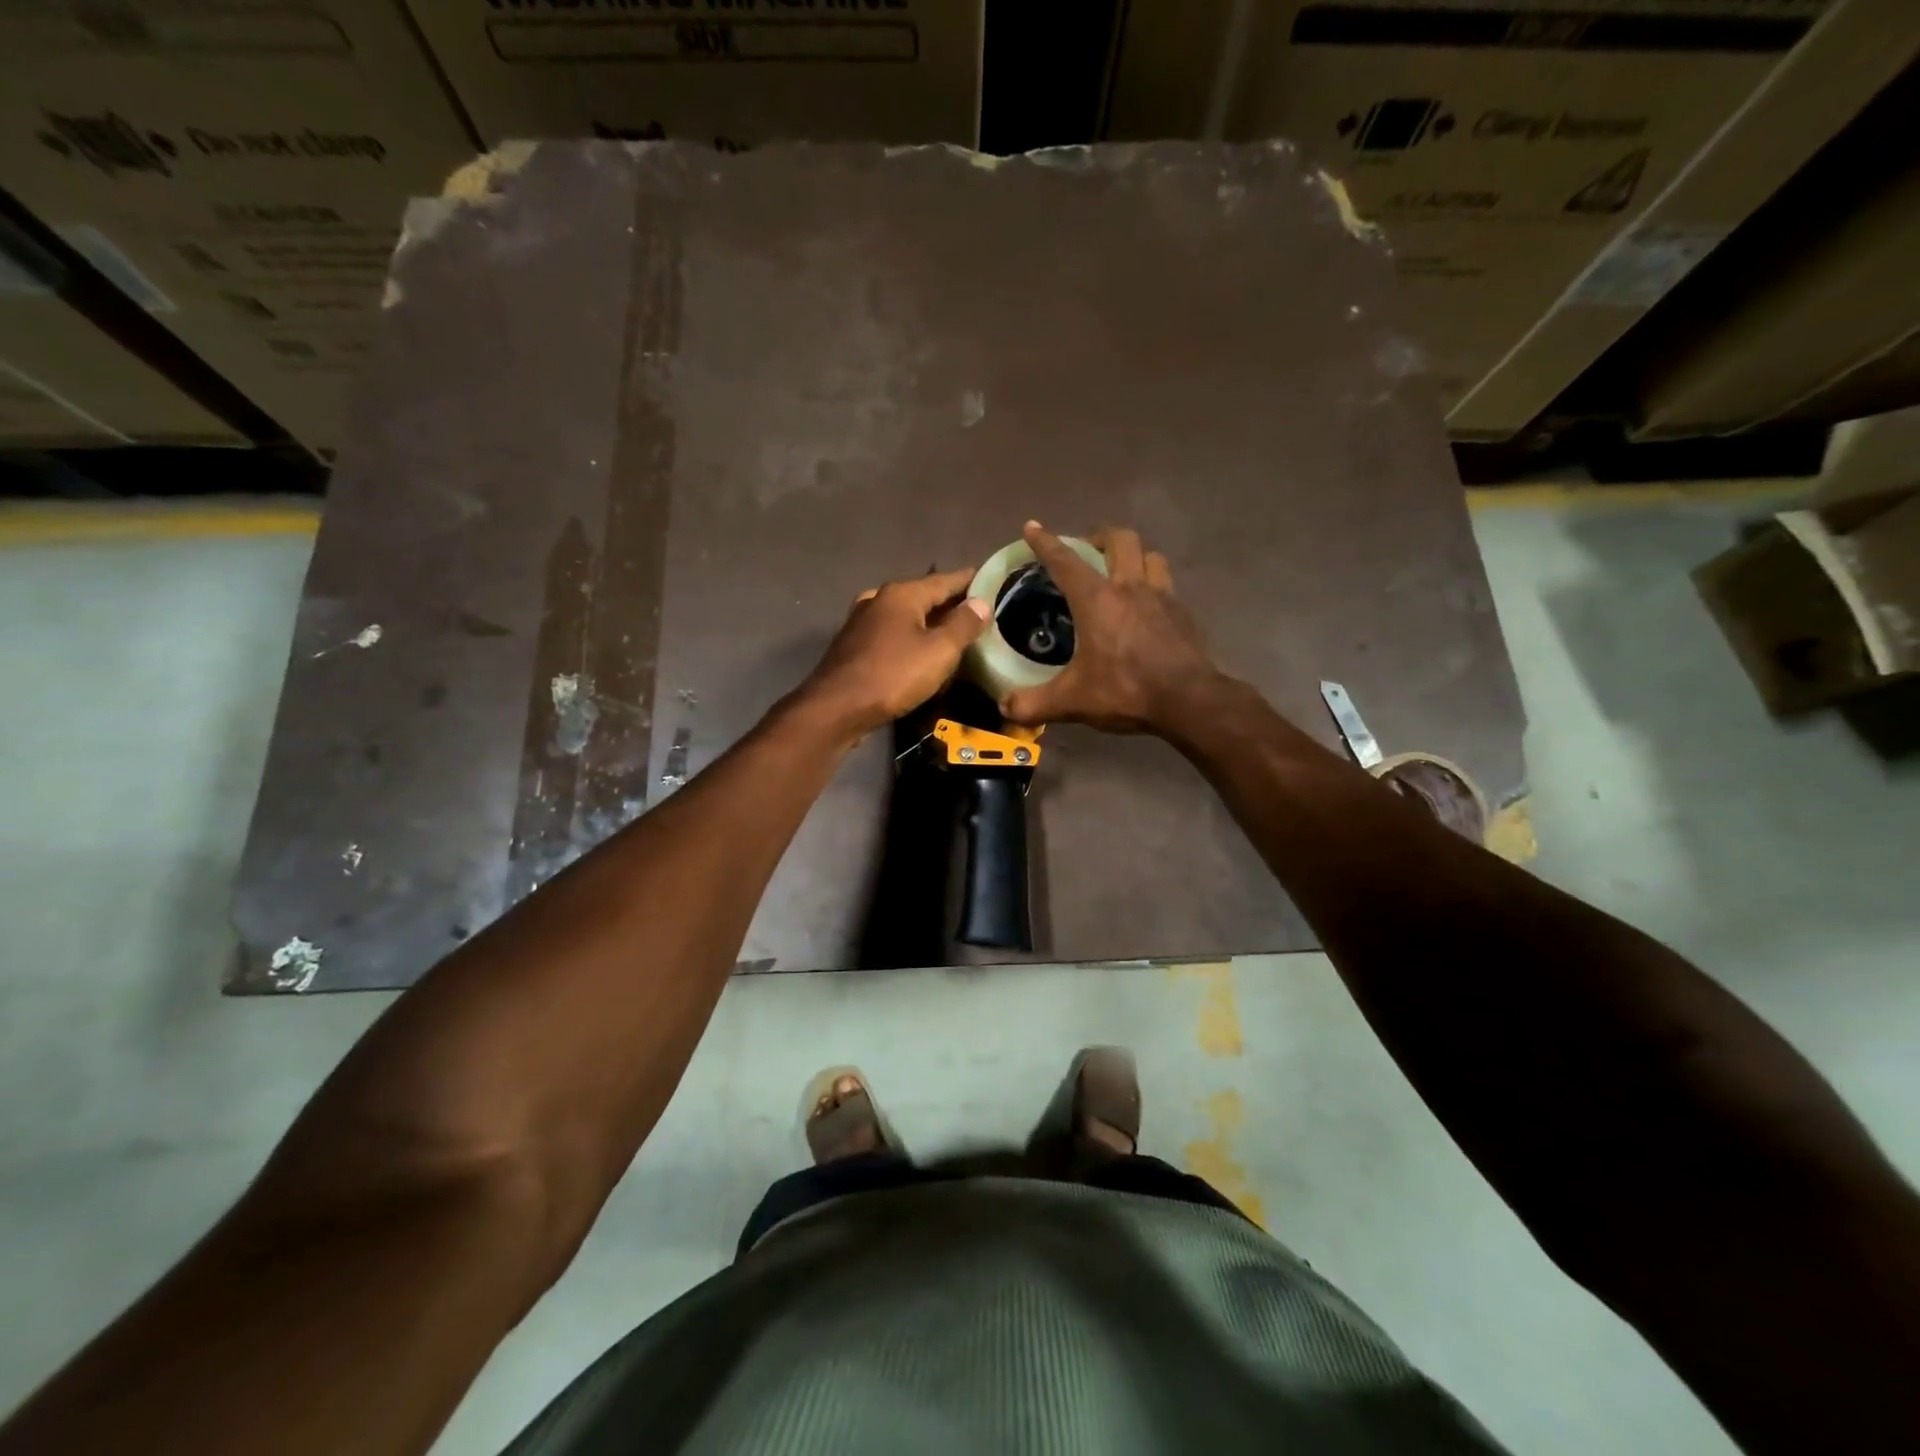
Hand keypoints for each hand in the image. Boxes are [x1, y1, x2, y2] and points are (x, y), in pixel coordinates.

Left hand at [797, 567, 990, 739]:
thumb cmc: (893, 675)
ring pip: (907, 616)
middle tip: (981, 614)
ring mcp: (863, 622)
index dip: (972, 581)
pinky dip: (912, 638)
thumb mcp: (939, 651)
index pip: (947, 579)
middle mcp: (880, 600)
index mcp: (902, 594)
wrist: (837, 708)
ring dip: (931, 623)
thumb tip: (982, 603)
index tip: (994, 582)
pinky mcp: (855, 646)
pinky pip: (893, 635)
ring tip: (956, 634)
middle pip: (925, 596)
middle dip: (952, 604)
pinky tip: (922, 653)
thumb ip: (963, 624)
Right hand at [1000, 523, 1223, 735]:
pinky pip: (1167, 585)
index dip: (1046, 542)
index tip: (1033, 527)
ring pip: (1150, 556)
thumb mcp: (1072, 701)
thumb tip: (1005, 708)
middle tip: (1087, 551)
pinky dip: (1153, 585)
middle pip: (1120, 539)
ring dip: (1133, 556)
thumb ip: (1033, 703)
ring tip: (1121, 572)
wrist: (1189, 701)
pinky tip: (1146, 607)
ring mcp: (1162, 597)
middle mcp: (1130, 587)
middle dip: (1099, 537)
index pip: (1065, 561)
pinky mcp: (1183, 614)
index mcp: (1097, 599)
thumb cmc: (1126, 690)